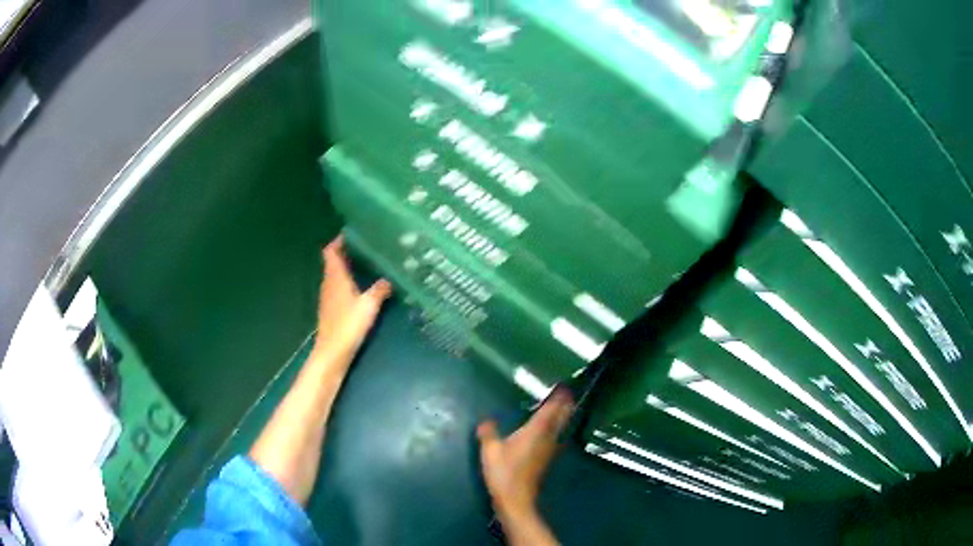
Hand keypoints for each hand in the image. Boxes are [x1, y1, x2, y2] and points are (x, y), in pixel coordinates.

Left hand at [311, 235, 391, 366]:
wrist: (332, 352)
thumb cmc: (348, 325)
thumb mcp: (369, 305)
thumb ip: (380, 290)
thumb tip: (390, 278)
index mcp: (335, 277)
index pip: (331, 251)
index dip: (339, 241)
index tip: (353, 233)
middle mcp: (329, 283)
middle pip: (333, 262)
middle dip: (346, 252)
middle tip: (366, 246)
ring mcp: (328, 297)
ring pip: (335, 275)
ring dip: (347, 268)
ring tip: (366, 263)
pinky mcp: (331, 309)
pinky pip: (338, 288)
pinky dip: (347, 282)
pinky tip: (360, 287)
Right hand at [477, 389, 573, 519]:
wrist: (516, 499)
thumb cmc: (504, 473)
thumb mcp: (490, 451)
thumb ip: (488, 433)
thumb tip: (486, 420)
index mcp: (535, 431)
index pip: (550, 410)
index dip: (558, 399)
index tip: (564, 388)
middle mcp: (547, 438)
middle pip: (560, 418)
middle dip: (565, 406)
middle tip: (569, 395)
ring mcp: (549, 450)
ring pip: (560, 428)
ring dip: (563, 417)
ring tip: (564, 408)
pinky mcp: (546, 460)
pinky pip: (556, 438)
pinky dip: (557, 429)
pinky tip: (552, 432)